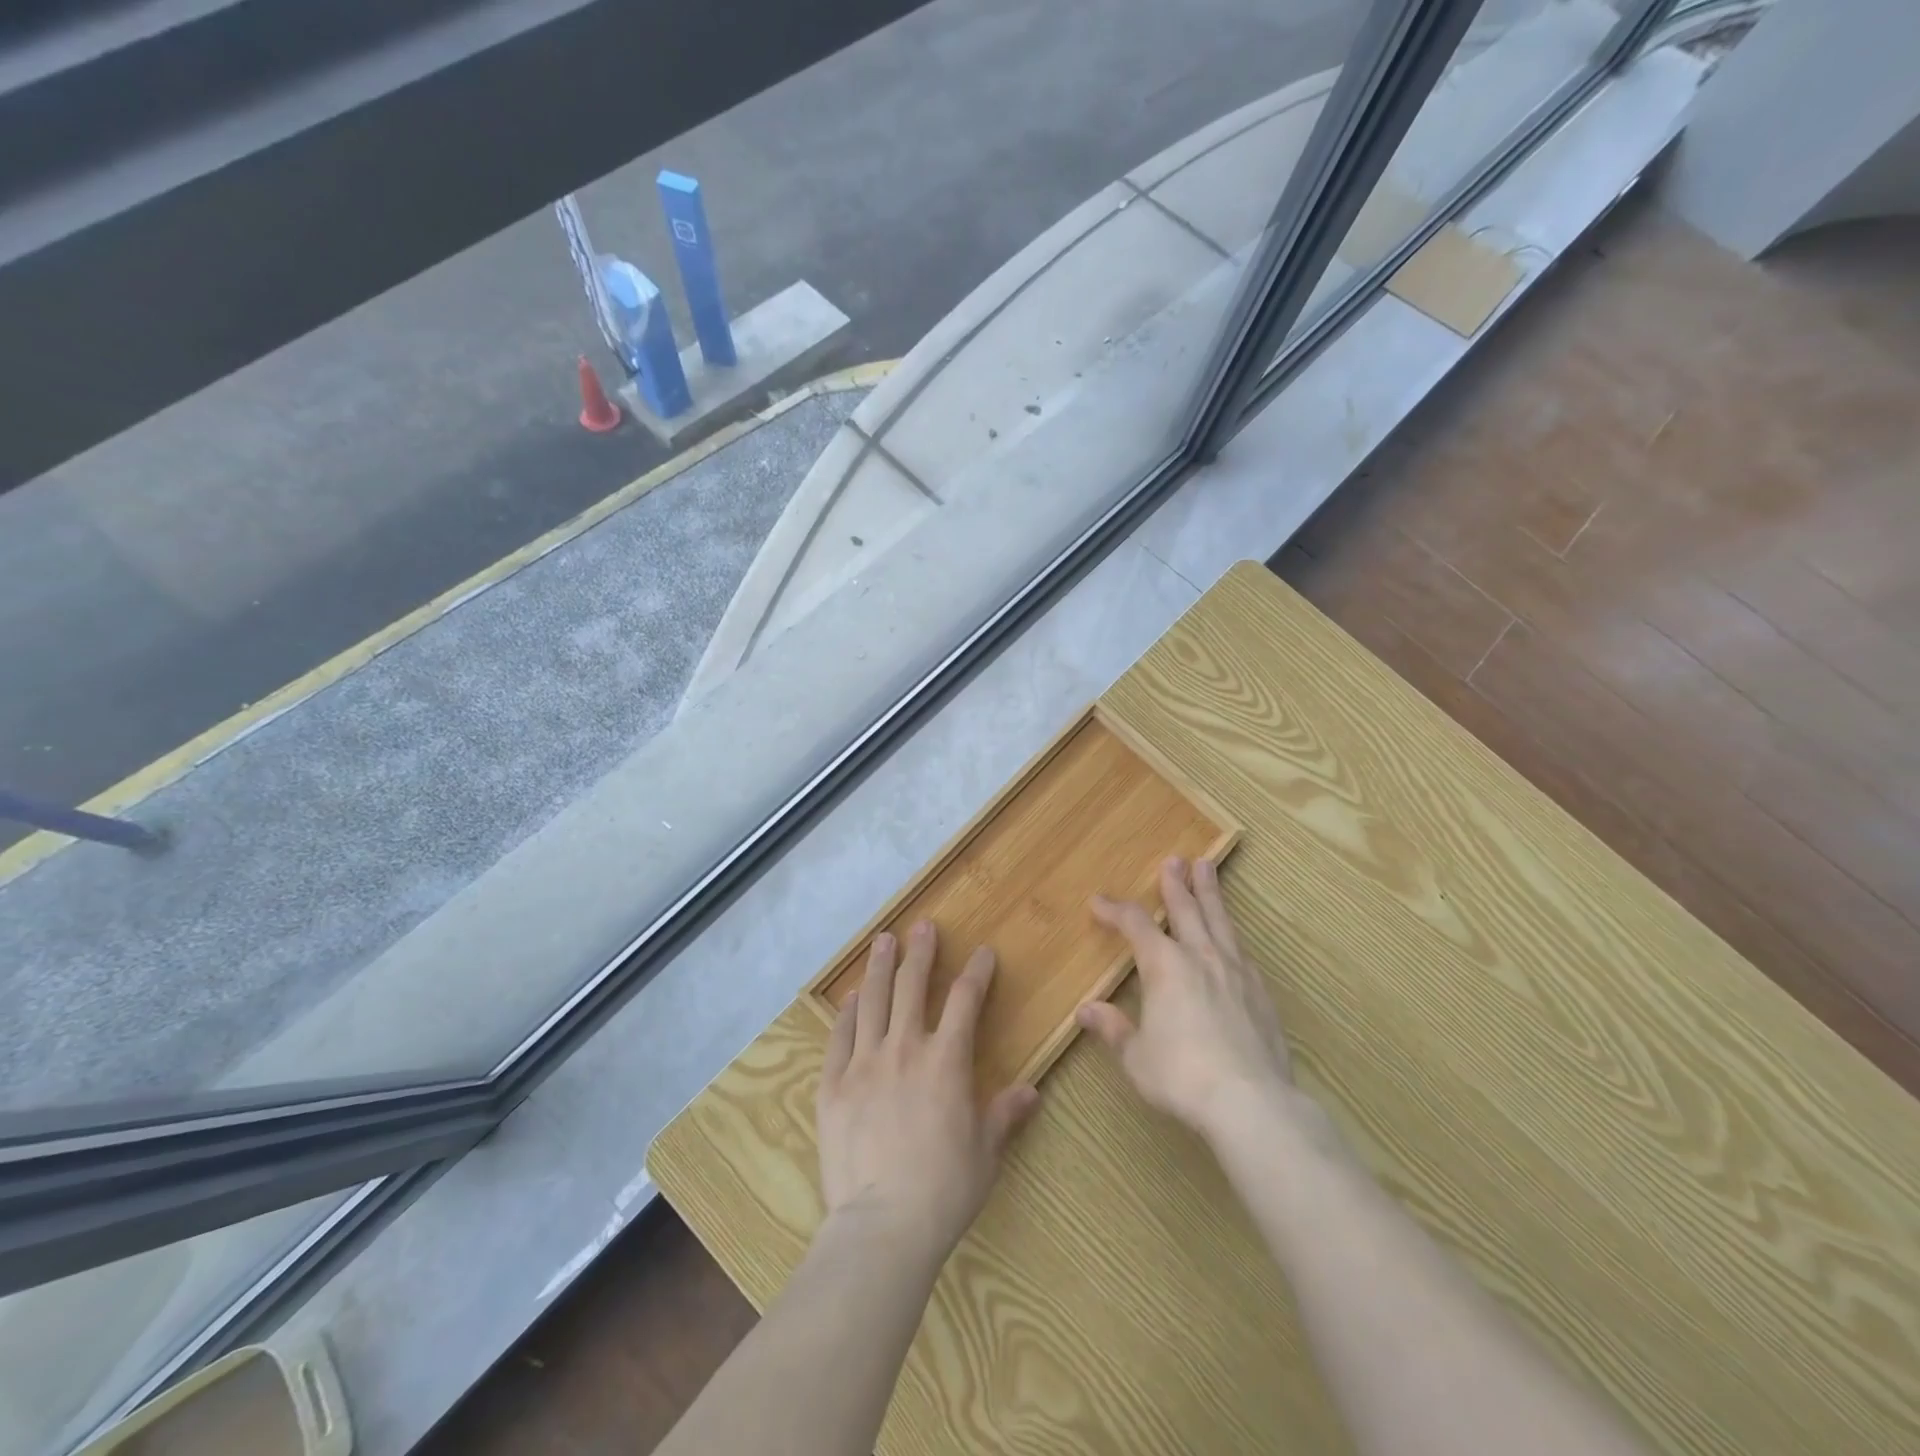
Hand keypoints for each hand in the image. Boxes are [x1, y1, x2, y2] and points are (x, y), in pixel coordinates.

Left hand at [817, 921, 1039, 1261]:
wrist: (883, 1226)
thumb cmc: (944, 1189)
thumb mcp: (986, 1152)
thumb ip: (1004, 1114)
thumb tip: (1030, 1091)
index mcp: (946, 1061)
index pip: (966, 1001)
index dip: (977, 972)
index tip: (983, 952)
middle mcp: (905, 1049)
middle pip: (913, 986)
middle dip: (921, 952)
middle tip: (923, 927)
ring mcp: (865, 1063)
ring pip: (873, 1001)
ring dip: (880, 967)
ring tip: (883, 941)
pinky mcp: (834, 1084)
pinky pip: (840, 1036)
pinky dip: (847, 1012)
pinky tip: (851, 997)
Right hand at [1078, 856, 1297, 1143]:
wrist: (1251, 1102)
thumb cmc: (1181, 1076)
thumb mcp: (1136, 1056)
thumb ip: (1114, 1029)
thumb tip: (1086, 1011)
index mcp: (1164, 966)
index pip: (1135, 925)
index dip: (1115, 910)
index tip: (1098, 901)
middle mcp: (1200, 957)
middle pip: (1186, 909)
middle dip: (1176, 884)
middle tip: (1174, 860)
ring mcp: (1235, 972)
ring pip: (1220, 921)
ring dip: (1210, 893)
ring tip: (1207, 868)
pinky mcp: (1260, 992)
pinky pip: (1241, 950)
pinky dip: (1231, 934)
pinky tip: (1232, 937)